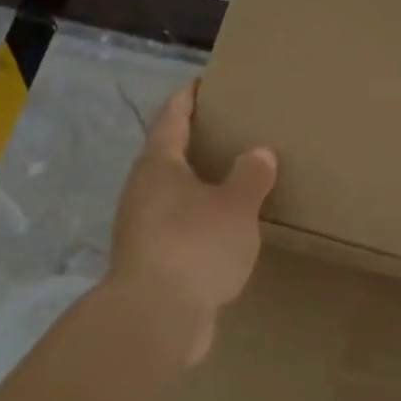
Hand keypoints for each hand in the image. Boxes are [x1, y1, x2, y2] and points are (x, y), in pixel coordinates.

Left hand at [107, 80, 277, 365]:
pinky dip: (198, 220)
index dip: (186, 98)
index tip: (201, 82)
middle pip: (166, 156)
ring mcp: (141, 229)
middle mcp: (142, 191)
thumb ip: (250, 176)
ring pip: (171, 195)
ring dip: (196, 185)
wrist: (155, 318)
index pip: (171, 118)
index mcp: (158, 166)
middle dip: (192, 142)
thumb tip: (259, 153)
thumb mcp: (235, 206)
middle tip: (225, 131)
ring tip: (229, 179)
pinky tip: (222, 229)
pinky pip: (177, 228)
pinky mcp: (149, 262)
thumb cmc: (195, 245)